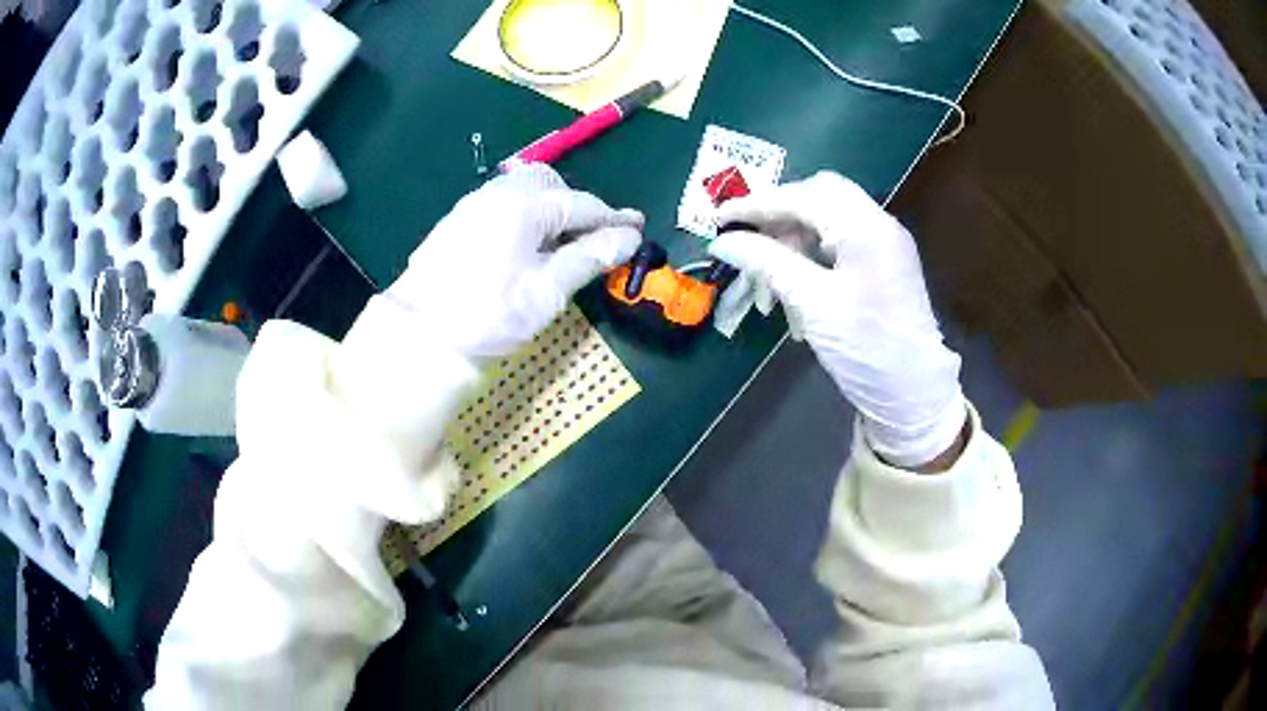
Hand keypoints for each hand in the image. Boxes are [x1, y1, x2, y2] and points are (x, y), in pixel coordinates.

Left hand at [388, 164, 642, 364]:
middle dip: (579, 208)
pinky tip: (527, 245)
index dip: (614, 219)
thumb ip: (589, 257)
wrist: (421, 336)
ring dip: (551, 210)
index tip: (638, 229)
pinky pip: (504, 204)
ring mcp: (475, 203)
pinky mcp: (459, 220)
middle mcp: (499, 192)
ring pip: (525, 191)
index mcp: (525, 204)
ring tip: (562, 245)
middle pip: (553, 186)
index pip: (583, 204)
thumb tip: (628, 237)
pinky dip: (526, 216)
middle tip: (595, 240)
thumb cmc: (489, 315)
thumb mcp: (547, 290)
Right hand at [709, 172, 965, 469]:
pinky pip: (840, 241)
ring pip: (828, 218)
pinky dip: (811, 253)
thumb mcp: (813, 305)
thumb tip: (723, 242)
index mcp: (866, 228)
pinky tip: (793, 284)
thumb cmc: (867, 350)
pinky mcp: (883, 263)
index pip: (803, 196)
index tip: (719, 219)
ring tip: (767, 276)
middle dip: (778, 214)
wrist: (913, 395)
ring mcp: (884, 243)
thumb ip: (768, 264)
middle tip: (746, 239)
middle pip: (819, 196)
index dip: (757, 204)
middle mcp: (879, 224)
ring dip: (793, 238)